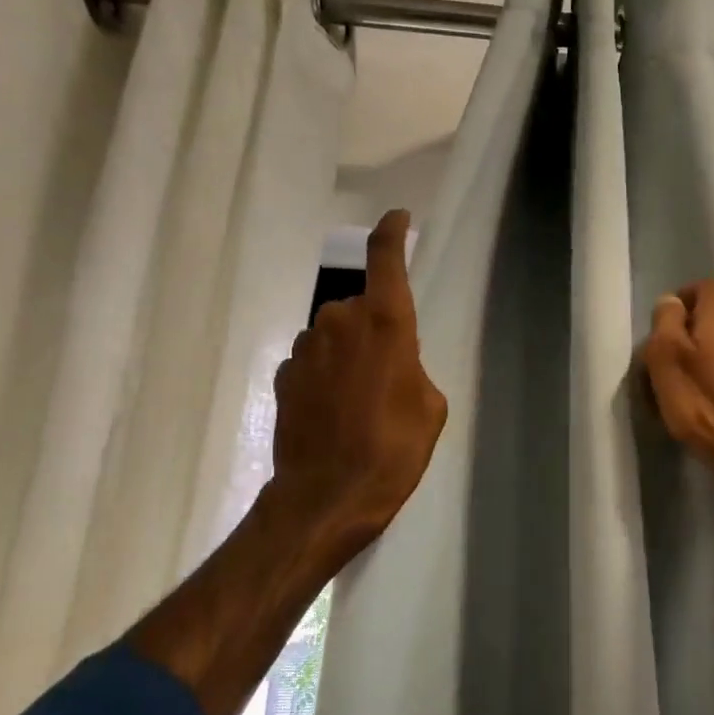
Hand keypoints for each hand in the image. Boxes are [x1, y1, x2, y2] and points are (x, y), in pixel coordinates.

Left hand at [270, 209, 447, 566]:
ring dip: (348, 355)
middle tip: (389, 376)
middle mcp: (339, 322)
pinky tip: (335, 414)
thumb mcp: (429, 409)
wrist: (328, 496)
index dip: (392, 232)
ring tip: (361, 403)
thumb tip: (392, 363)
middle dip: (374, 329)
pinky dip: (326, 376)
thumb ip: (412, 368)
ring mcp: (305, 348)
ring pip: (334, 335)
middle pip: (359, 306)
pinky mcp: (284, 376)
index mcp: (384, 323)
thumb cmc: (394, 450)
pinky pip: (313, 361)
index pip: (385, 258)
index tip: (398, 218)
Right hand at [641, 278, 713, 492]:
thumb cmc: (705, 401)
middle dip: (693, 331)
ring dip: (711, 353)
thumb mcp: (665, 358)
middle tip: (671, 363)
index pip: (700, 287)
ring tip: (691, 385)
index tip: (660, 337)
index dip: (678, 308)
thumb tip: (671, 303)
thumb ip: (665, 322)